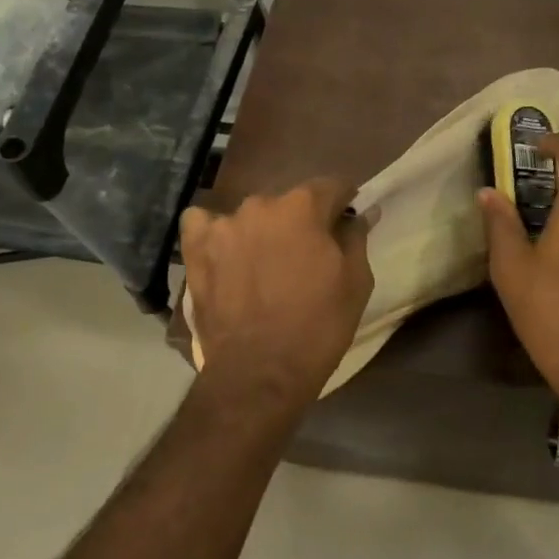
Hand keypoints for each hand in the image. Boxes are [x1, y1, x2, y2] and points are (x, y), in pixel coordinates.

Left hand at [182, 179, 374, 405]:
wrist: (260, 372)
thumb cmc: (318, 326)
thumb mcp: (356, 282)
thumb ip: (357, 237)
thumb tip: (362, 212)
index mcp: (303, 207)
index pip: (332, 186)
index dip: (344, 202)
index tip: (347, 220)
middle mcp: (261, 205)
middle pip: (290, 202)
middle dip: (302, 220)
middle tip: (308, 254)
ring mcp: (223, 226)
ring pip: (251, 215)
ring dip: (263, 230)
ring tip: (266, 263)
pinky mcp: (196, 251)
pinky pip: (203, 224)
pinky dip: (215, 232)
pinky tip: (225, 251)